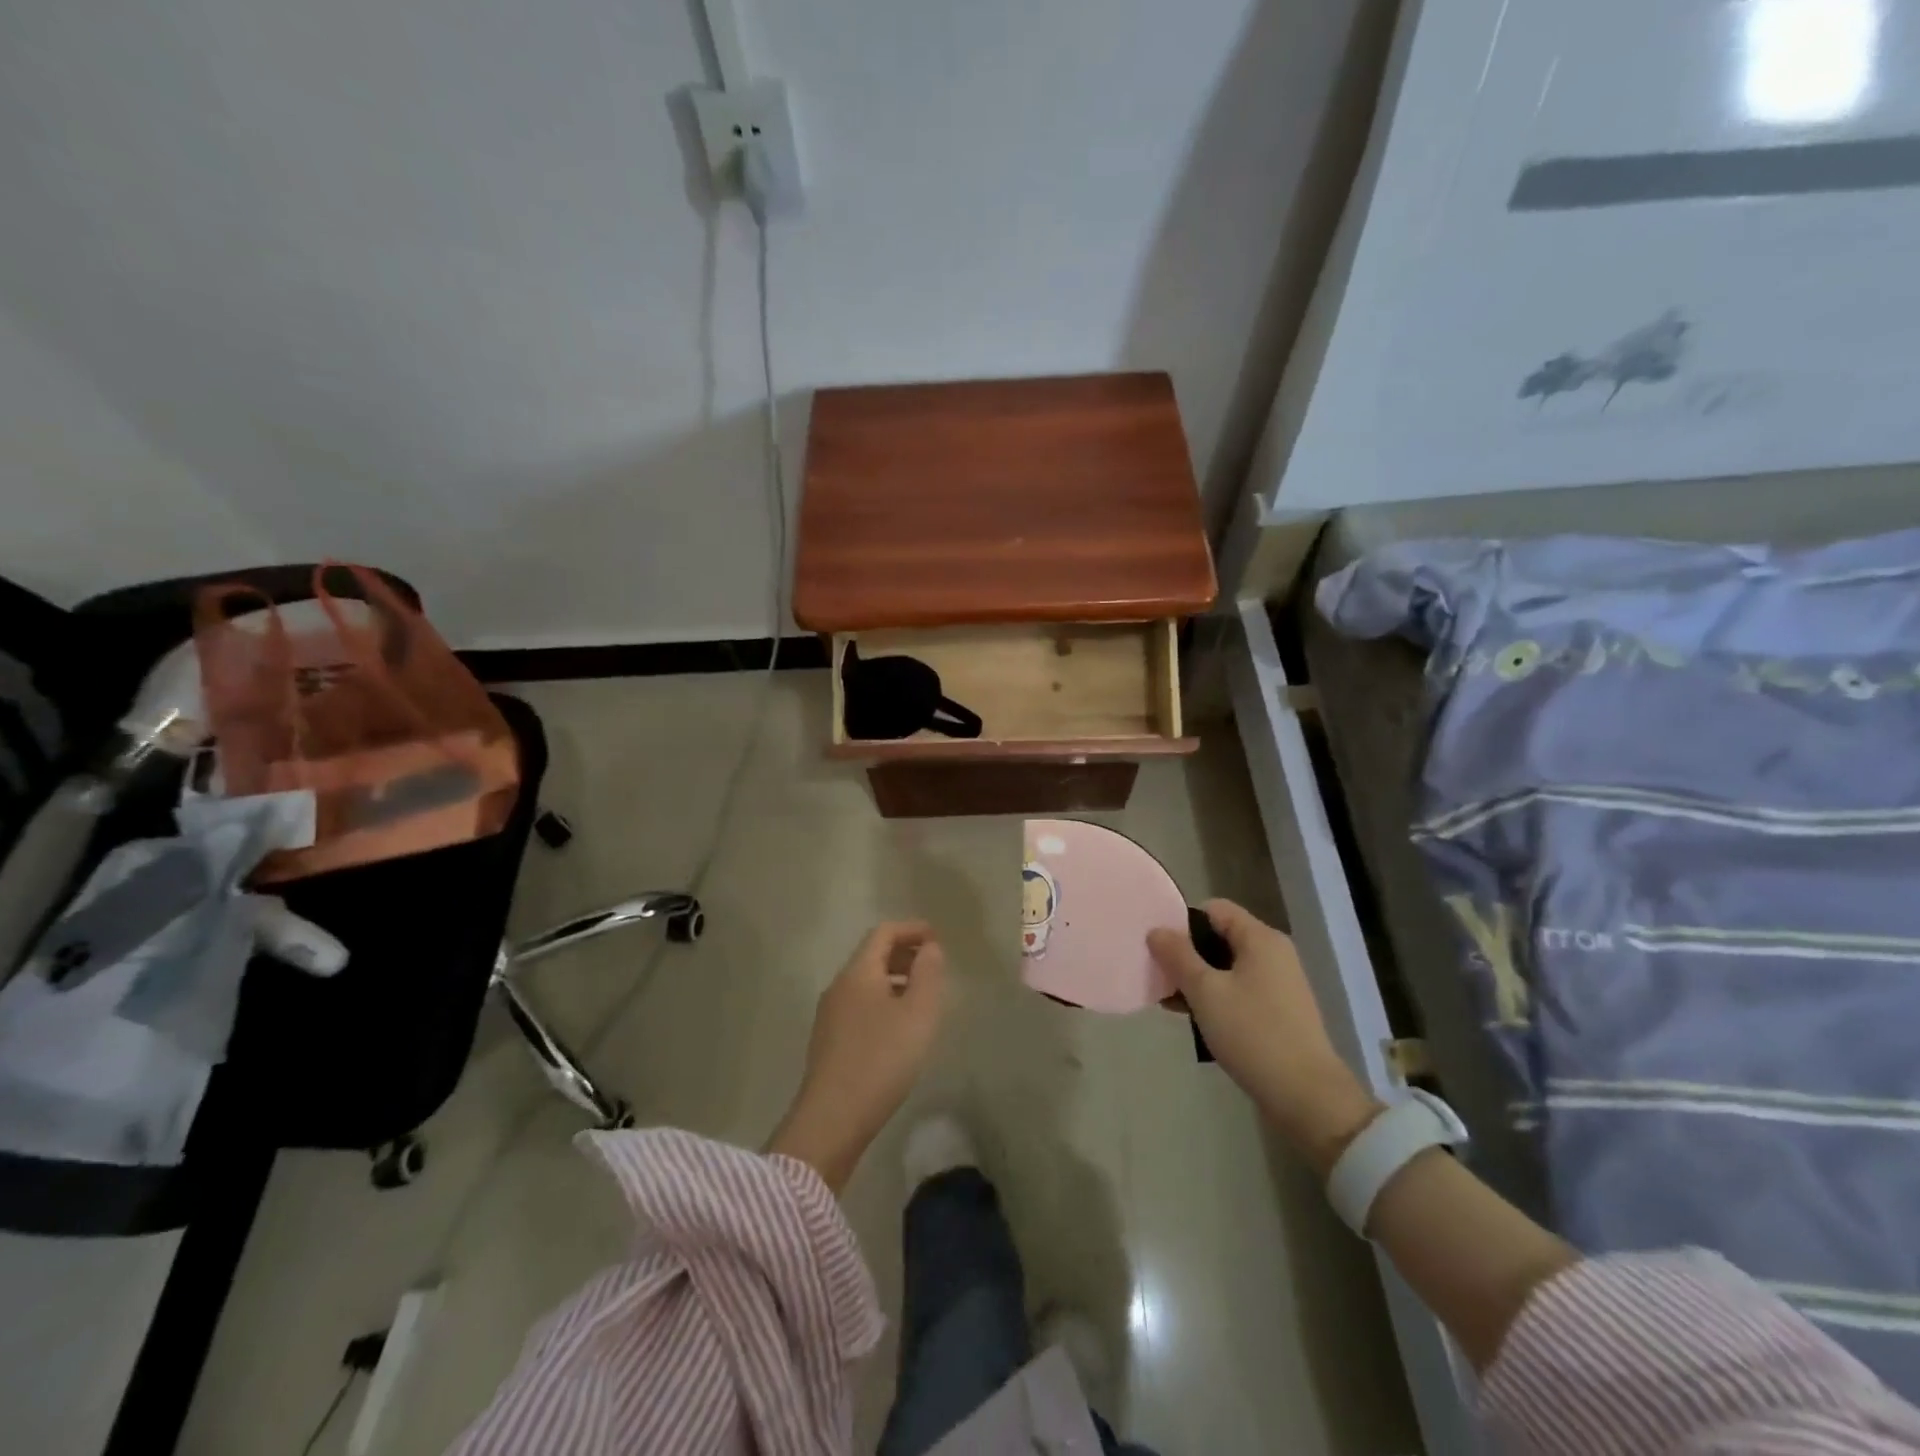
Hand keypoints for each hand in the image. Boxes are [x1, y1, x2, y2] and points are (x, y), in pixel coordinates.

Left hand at [767, 921, 948, 1192]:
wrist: (832, 1119)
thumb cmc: (881, 1059)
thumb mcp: (918, 1014)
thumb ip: (928, 974)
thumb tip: (929, 947)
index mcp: (858, 972)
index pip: (883, 933)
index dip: (911, 929)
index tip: (937, 937)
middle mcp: (839, 986)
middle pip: (871, 955)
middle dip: (903, 953)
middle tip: (933, 966)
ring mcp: (829, 1014)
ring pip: (865, 982)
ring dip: (894, 979)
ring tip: (921, 997)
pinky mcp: (828, 1041)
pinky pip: (859, 1004)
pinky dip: (882, 1000)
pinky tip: (898, 1027)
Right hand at [1149, 899, 1381, 1174]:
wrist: (1307, 1097)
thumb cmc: (1253, 1034)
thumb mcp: (1206, 992)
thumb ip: (1178, 956)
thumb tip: (1157, 930)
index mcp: (1260, 938)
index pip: (1214, 909)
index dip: (1183, 922)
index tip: (1159, 948)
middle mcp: (1273, 953)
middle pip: (1219, 937)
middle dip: (1187, 954)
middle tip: (1159, 977)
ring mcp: (1279, 983)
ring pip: (1227, 967)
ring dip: (1198, 979)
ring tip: (1171, 1003)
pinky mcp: (1279, 1011)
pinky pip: (1239, 990)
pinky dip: (1216, 998)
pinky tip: (1195, 1019)